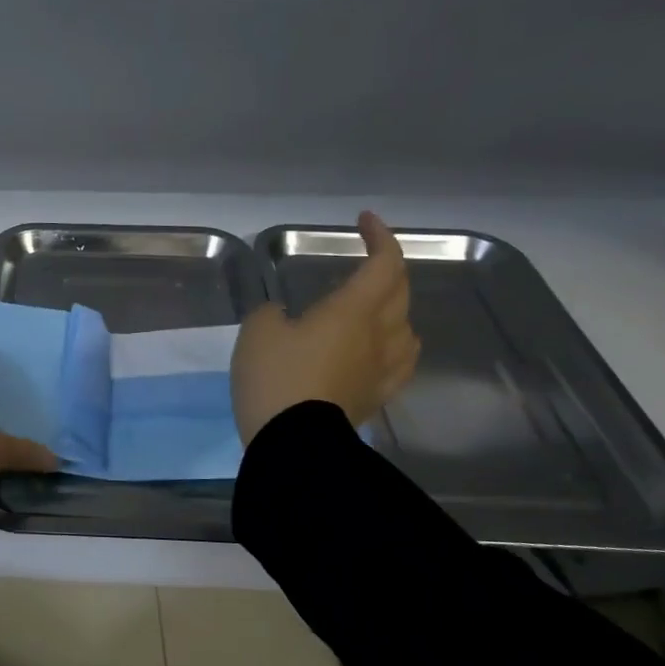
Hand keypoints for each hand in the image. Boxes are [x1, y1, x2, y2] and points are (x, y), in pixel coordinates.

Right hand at [231, 211, 419, 442]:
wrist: (294, 443)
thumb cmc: (276, 378)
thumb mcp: (257, 331)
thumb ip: (272, 313)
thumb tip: (285, 317)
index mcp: (353, 310)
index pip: (383, 263)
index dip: (379, 237)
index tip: (364, 221)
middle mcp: (379, 335)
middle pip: (401, 292)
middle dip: (388, 267)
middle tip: (368, 259)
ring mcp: (382, 369)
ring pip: (407, 328)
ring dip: (396, 308)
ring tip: (375, 306)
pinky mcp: (377, 397)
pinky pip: (400, 364)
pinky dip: (395, 346)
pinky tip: (383, 351)